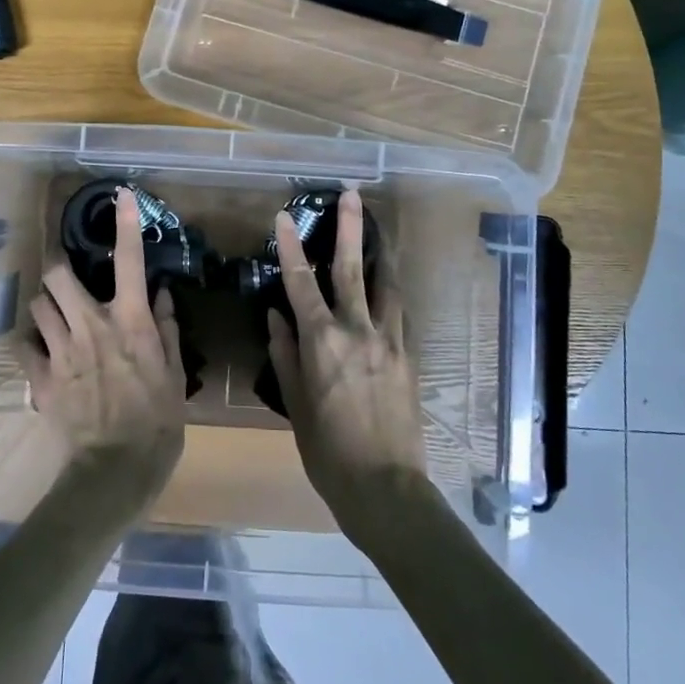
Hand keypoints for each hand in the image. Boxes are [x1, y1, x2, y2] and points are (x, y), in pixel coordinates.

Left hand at [19, 189, 185, 512]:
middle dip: (60, 269)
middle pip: (59, 273)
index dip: (126, 223)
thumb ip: (166, 329)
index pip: (130, 261)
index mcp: (130, 321)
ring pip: (38, 304)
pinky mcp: (41, 377)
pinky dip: (30, 343)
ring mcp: (62, 350)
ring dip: (46, 305)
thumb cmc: (158, 422)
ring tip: (56, 316)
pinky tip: (41, 351)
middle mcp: (92, 325)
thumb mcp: (175, 375)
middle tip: (69, 279)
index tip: (122, 195)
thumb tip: (159, 295)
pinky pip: (23, 345)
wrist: (115, 471)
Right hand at [267, 190, 427, 536]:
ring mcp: (389, 341)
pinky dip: (391, 294)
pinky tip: (389, 288)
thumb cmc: (328, 451)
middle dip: (349, 229)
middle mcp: (357, 331)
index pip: (301, 283)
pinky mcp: (409, 356)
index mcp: (322, 342)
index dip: (291, 248)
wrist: (385, 488)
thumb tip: (275, 317)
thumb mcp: (296, 404)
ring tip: (379, 233)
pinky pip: (399, 314)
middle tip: (351, 195)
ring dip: (380, 256)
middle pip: (352, 269)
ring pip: (386, 286)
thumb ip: (285, 354)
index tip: (284, 217)